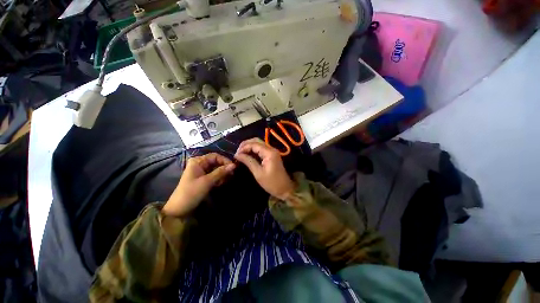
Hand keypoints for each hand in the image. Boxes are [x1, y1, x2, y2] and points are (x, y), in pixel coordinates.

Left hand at [162, 153, 235, 216]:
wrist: (179, 209)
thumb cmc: (192, 192)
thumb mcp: (207, 181)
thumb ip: (221, 172)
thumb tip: (234, 165)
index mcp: (198, 161)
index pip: (215, 156)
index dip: (225, 161)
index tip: (234, 168)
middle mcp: (199, 164)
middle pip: (216, 162)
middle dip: (224, 168)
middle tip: (232, 175)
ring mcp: (201, 171)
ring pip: (216, 169)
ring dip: (222, 174)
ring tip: (225, 181)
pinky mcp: (203, 178)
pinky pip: (214, 175)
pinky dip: (218, 178)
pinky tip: (220, 184)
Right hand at [234, 138, 294, 199]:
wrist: (285, 189)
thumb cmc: (272, 183)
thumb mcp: (258, 173)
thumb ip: (248, 161)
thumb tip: (237, 155)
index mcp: (269, 152)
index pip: (254, 144)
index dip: (244, 147)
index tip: (235, 154)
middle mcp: (271, 149)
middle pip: (256, 141)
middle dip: (245, 144)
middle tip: (237, 152)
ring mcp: (272, 151)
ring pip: (259, 143)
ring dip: (249, 146)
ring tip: (241, 153)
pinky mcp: (272, 155)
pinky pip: (261, 149)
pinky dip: (253, 150)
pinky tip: (247, 154)